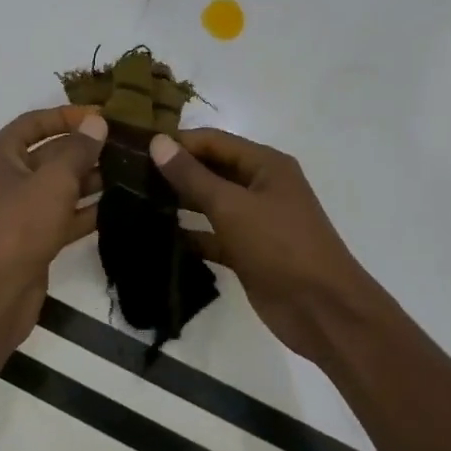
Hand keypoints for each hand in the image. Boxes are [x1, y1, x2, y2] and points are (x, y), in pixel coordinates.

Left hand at [0, 106, 107, 350]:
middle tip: (129, 144)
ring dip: (92, 179)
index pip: (35, 122)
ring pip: (61, 186)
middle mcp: (8, 177)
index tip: (104, 115)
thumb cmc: (19, 225)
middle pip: (51, 153)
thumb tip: (97, 122)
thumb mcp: (53, 180)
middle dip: (86, 149)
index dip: (67, 115)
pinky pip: (65, 215)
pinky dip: (88, 210)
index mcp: (1, 154)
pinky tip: (121, 205)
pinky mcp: (35, 238)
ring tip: (133, 171)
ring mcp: (21, 210)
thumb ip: (78, 149)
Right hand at [150, 128, 387, 362]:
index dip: (177, 142)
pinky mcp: (247, 251)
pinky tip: (157, 237)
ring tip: (135, 202)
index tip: (136, 149)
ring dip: (179, 203)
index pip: (213, 141)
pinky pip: (213, 235)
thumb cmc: (280, 246)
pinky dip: (190, 235)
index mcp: (265, 165)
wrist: (321, 309)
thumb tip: (157, 143)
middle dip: (175, 172)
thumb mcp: (232, 206)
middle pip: (211, 169)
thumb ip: (192, 176)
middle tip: (128, 176)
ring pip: (210, 203)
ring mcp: (255, 221)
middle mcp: (261, 186)